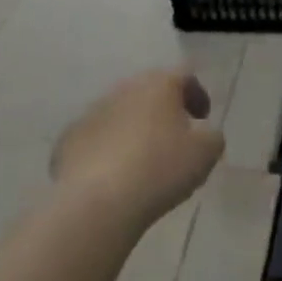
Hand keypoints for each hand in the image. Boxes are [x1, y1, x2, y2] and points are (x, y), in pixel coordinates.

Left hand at [52, 68, 224, 228]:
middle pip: (150, 92)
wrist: (97, 203)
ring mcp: (93, 112)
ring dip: (133, 129)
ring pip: (120, 114)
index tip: (203, 118)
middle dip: (163, 110)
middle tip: (174, 136)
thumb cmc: (160, 169)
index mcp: (159, 84)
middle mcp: (125, 89)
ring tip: (142, 160)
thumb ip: (212, 137)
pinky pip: (95, 139)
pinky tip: (112, 176)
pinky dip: (106, 150)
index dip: (197, 95)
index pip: (184, 77)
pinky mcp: (69, 140)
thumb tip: (206, 134)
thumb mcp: (205, 154)